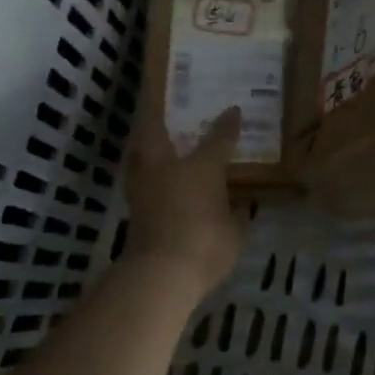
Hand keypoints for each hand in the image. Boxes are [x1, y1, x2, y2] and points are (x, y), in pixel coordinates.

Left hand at [122, 107, 244, 289]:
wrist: (161, 274)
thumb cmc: (206, 244)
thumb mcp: (235, 231)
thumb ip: (238, 215)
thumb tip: (242, 206)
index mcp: (201, 167)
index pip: (218, 139)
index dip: (228, 124)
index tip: (234, 110)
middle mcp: (167, 167)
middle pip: (153, 128)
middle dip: (154, 112)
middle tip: (158, 101)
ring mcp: (144, 185)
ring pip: (137, 150)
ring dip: (142, 139)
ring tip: (150, 133)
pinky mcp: (132, 206)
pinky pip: (136, 175)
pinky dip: (142, 167)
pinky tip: (150, 171)